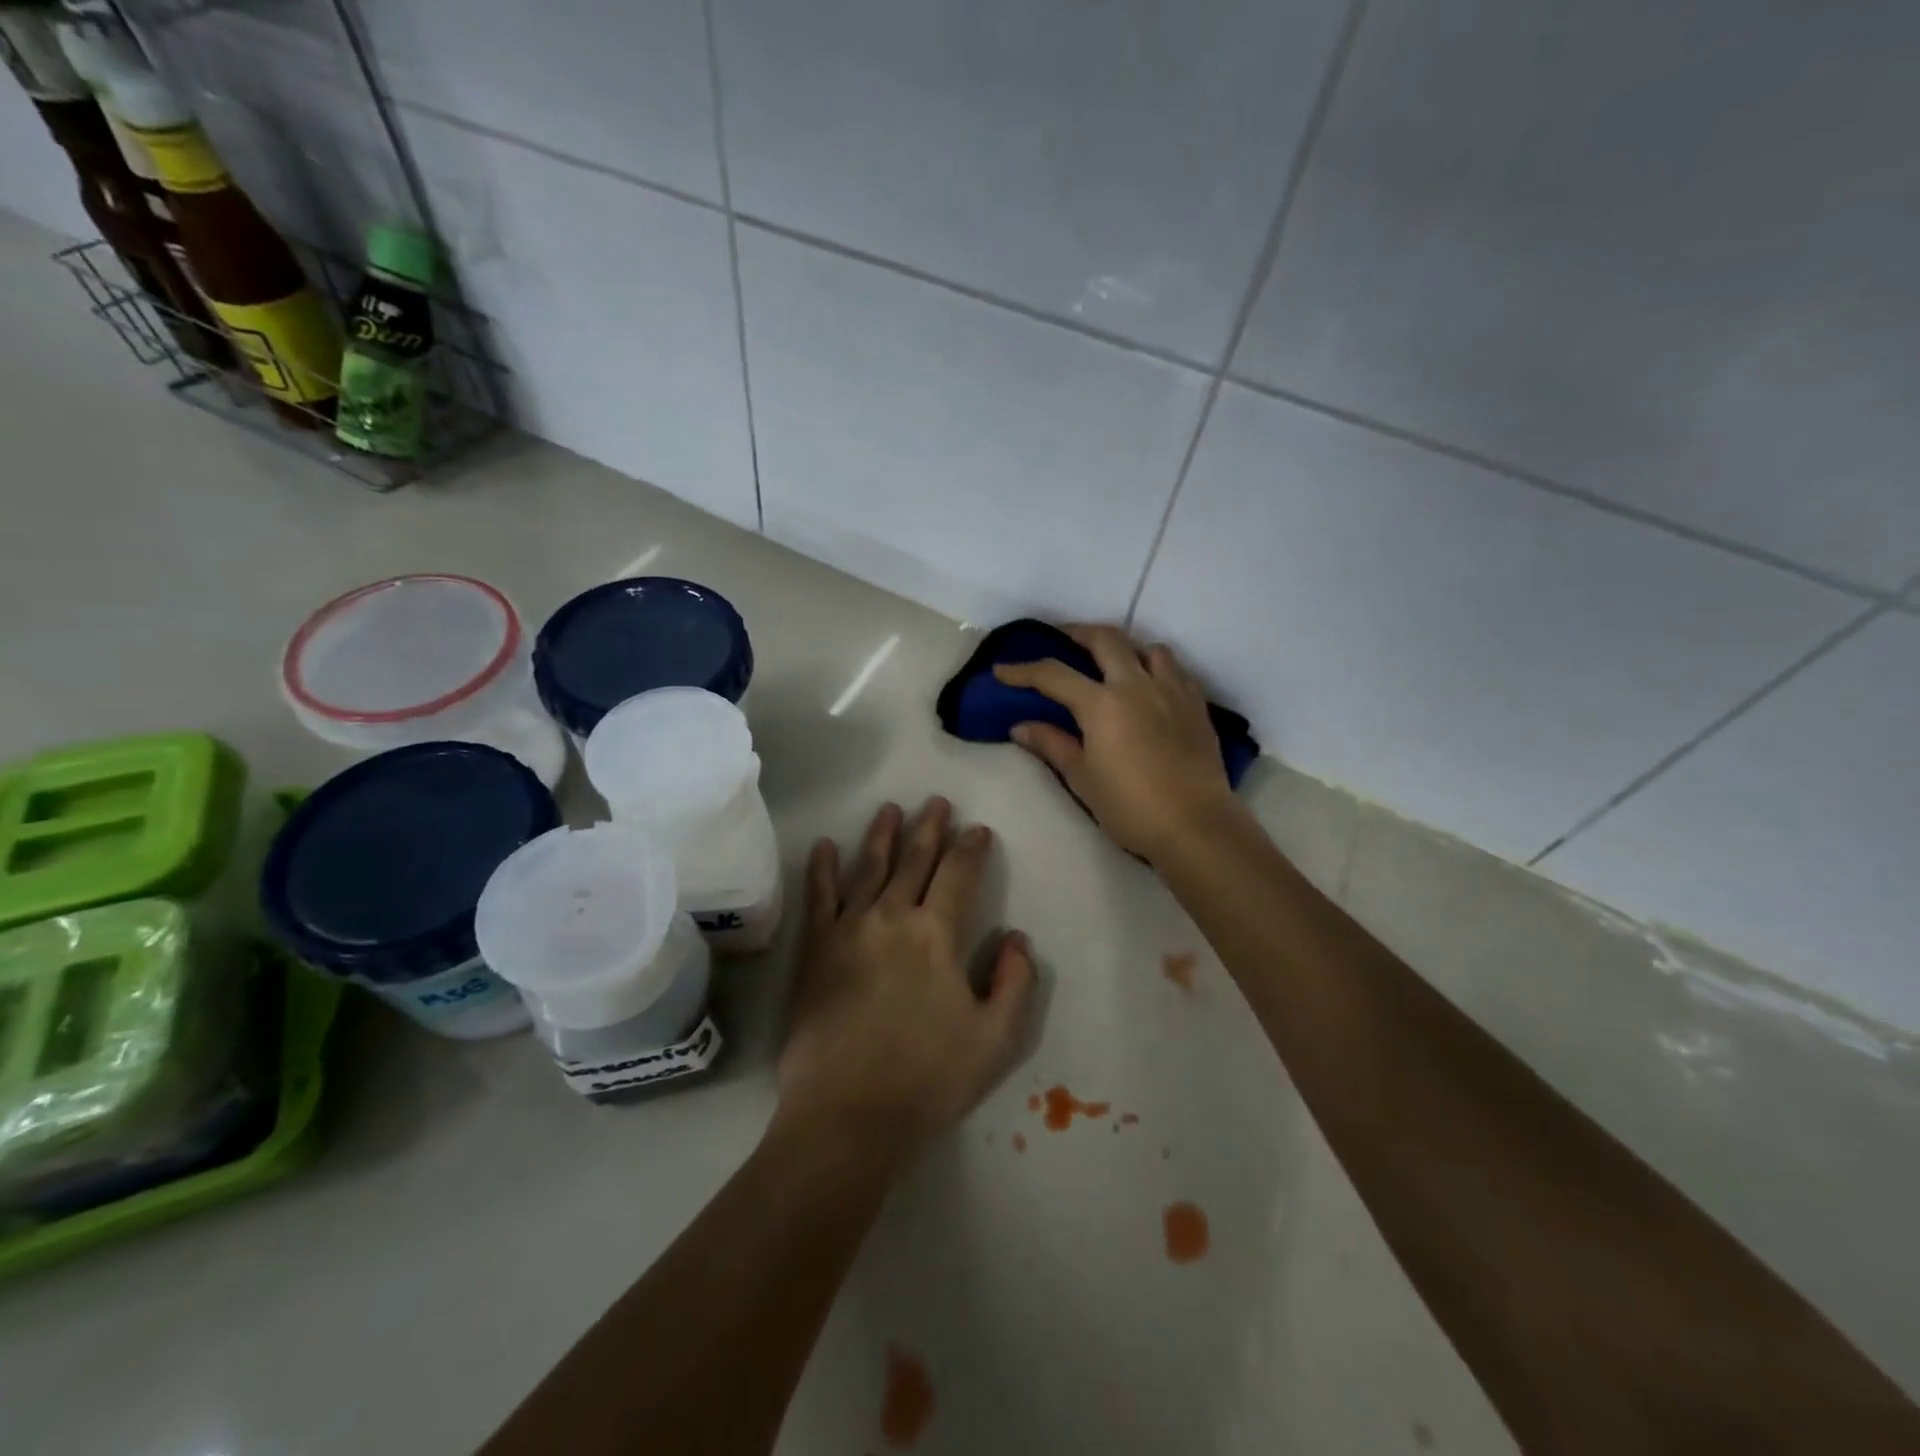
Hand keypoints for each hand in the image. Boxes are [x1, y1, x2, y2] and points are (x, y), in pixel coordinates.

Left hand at [777, 798, 1036, 1157]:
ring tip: (890, 809)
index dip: (971, 848)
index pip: (960, 875)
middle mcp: (893, 917)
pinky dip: (821, 868)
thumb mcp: (997, 1038)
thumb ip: (1016, 982)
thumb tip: (1017, 937)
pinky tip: (824, 845)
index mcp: (938, 935)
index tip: (978, 830)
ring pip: (868, 867)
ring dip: (882, 835)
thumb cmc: (929, 1078)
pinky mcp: (816, 949)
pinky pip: (819, 897)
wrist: (849, 1113)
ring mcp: (849, 929)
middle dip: (929, 828)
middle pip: (915, 861)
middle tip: (936, 802)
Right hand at [993, 624, 1239, 862]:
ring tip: (1113, 662)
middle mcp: (1136, 685)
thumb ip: (1052, 744)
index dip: (1023, 671)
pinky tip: (1150, 686)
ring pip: (1148, 648)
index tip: (1002, 671)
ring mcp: (1171, 691)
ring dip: (1125, 648)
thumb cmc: (1130, 807)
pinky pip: (1175, 671)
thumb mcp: (1082, 777)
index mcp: (1102, 704)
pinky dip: (1156, 668)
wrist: (1194, 826)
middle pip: (1105, 640)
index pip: (1053, 675)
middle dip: (1077, 633)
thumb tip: (1020, 726)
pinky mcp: (1197, 705)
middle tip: (1061, 639)